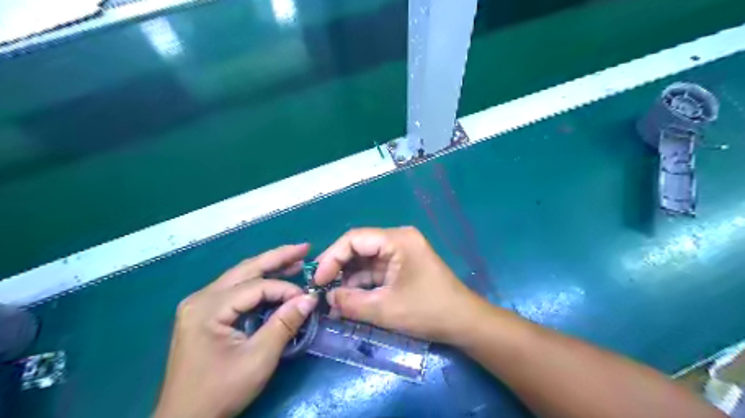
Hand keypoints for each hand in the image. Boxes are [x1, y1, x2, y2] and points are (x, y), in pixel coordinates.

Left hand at [155, 245, 318, 417]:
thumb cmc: (220, 391)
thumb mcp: (258, 359)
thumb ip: (284, 325)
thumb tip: (310, 298)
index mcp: (208, 308)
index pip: (255, 287)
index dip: (285, 289)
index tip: (308, 298)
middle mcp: (200, 298)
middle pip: (245, 269)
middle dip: (277, 257)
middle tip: (305, 248)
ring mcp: (199, 304)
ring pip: (240, 276)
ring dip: (269, 266)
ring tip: (295, 259)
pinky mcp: (202, 313)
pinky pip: (235, 289)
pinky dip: (258, 282)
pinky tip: (274, 279)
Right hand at [312, 227, 489, 344]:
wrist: (464, 322)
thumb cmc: (428, 311)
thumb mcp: (385, 309)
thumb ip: (351, 302)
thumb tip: (327, 297)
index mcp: (397, 240)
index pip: (354, 239)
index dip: (332, 257)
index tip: (317, 280)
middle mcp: (398, 239)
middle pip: (359, 248)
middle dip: (338, 268)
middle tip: (319, 288)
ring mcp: (401, 252)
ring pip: (365, 260)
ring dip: (349, 279)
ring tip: (331, 299)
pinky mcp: (403, 266)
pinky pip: (376, 270)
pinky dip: (362, 284)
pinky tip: (348, 300)